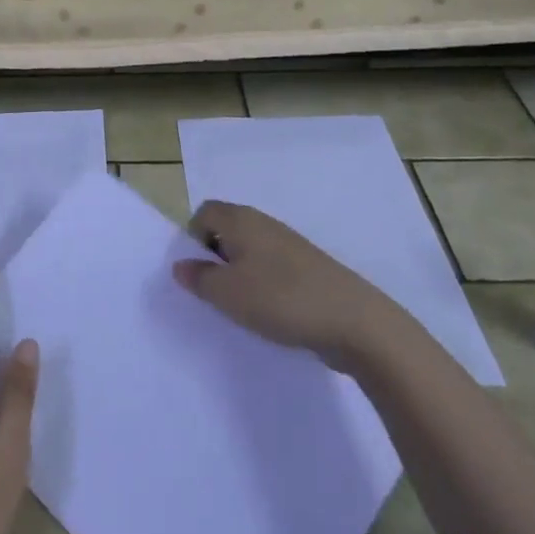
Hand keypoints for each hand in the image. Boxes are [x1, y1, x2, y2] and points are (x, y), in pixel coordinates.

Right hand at [173, 200, 377, 357]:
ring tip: (242, 307)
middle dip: (215, 258)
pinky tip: (270, 313)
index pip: (204, 212)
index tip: (197, 270)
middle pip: (227, 230)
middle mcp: (265, 224)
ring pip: (251, 252)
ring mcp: (290, 245)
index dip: (193, 237)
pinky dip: (265, 286)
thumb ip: (198, 278)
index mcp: (241, 220)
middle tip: (215, 291)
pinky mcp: (309, 268)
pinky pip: (273, 269)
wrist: (354, 321)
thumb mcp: (226, 293)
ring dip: (240, 275)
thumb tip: (181, 265)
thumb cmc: (280, 299)